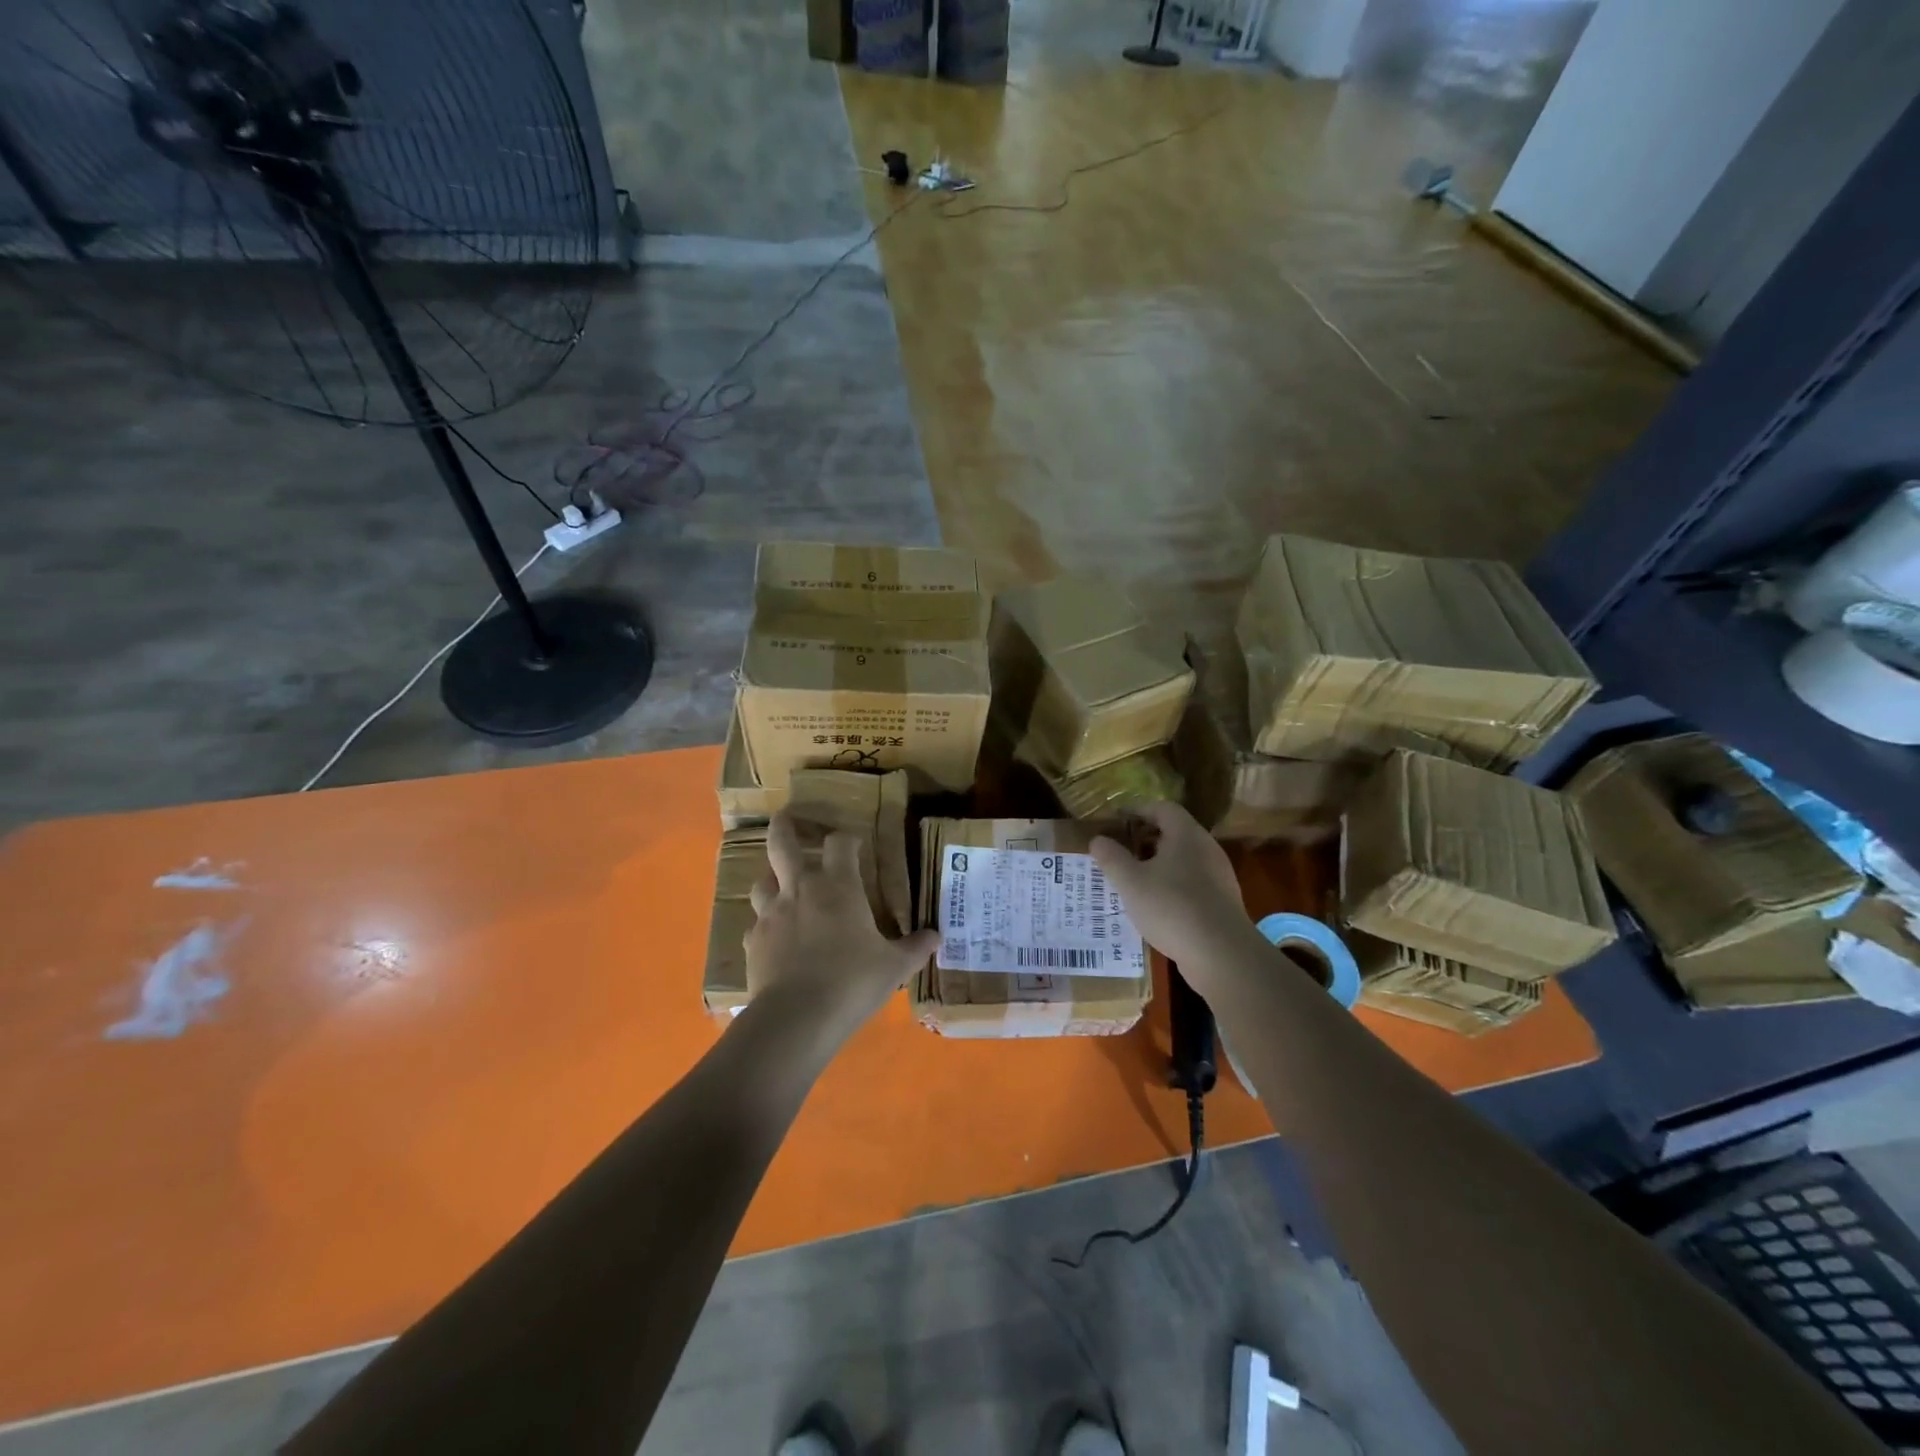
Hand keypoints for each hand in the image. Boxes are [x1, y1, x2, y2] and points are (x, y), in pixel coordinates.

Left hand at [746, 812, 938, 1042]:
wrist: (797, 1017)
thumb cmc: (852, 981)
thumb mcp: (894, 967)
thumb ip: (914, 948)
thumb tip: (935, 937)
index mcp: (838, 887)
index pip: (841, 844)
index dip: (847, 839)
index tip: (854, 844)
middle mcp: (800, 890)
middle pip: (783, 844)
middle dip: (784, 827)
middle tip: (785, 817)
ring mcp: (771, 915)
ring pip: (762, 882)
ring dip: (772, 878)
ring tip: (780, 885)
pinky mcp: (752, 942)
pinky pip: (756, 924)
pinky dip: (765, 924)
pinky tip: (774, 937)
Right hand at [1091, 802, 1258, 993]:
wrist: (1222, 954)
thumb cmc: (1171, 907)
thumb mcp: (1130, 882)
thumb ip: (1111, 858)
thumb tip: (1097, 839)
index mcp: (1186, 835)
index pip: (1162, 808)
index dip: (1137, 809)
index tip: (1115, 819)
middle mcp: (1206, 849)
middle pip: (1174, 832)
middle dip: (1145, 839)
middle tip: (1120, 850)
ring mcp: (1218, 876)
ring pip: (1183, 860)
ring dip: (1158, 865)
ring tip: (1133, 880)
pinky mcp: (1222, 902)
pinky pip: (1192, 883)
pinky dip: (1171, 886)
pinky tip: (1155, 906)